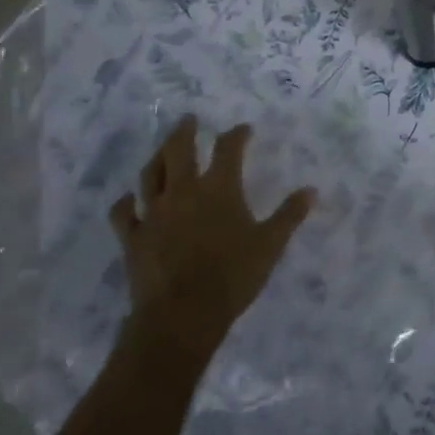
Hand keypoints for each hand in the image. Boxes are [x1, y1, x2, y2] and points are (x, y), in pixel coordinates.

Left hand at [109, 116, 314, 364]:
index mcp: (219, 189)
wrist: (182, 315)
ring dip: (158, 157)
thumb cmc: (232, 276)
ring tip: (163, 150)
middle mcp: (183, 191)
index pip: (228, 149)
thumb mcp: (270, 245)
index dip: (237, 135)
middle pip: (179, 150)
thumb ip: (290, 215)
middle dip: (186, 131)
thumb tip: (311, 190)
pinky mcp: (133, 236)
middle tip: (190, 120)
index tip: (243, 129)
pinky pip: (123, 212)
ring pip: (150, 174)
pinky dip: (127, 201)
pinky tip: (130, 198)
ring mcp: (153, 212)